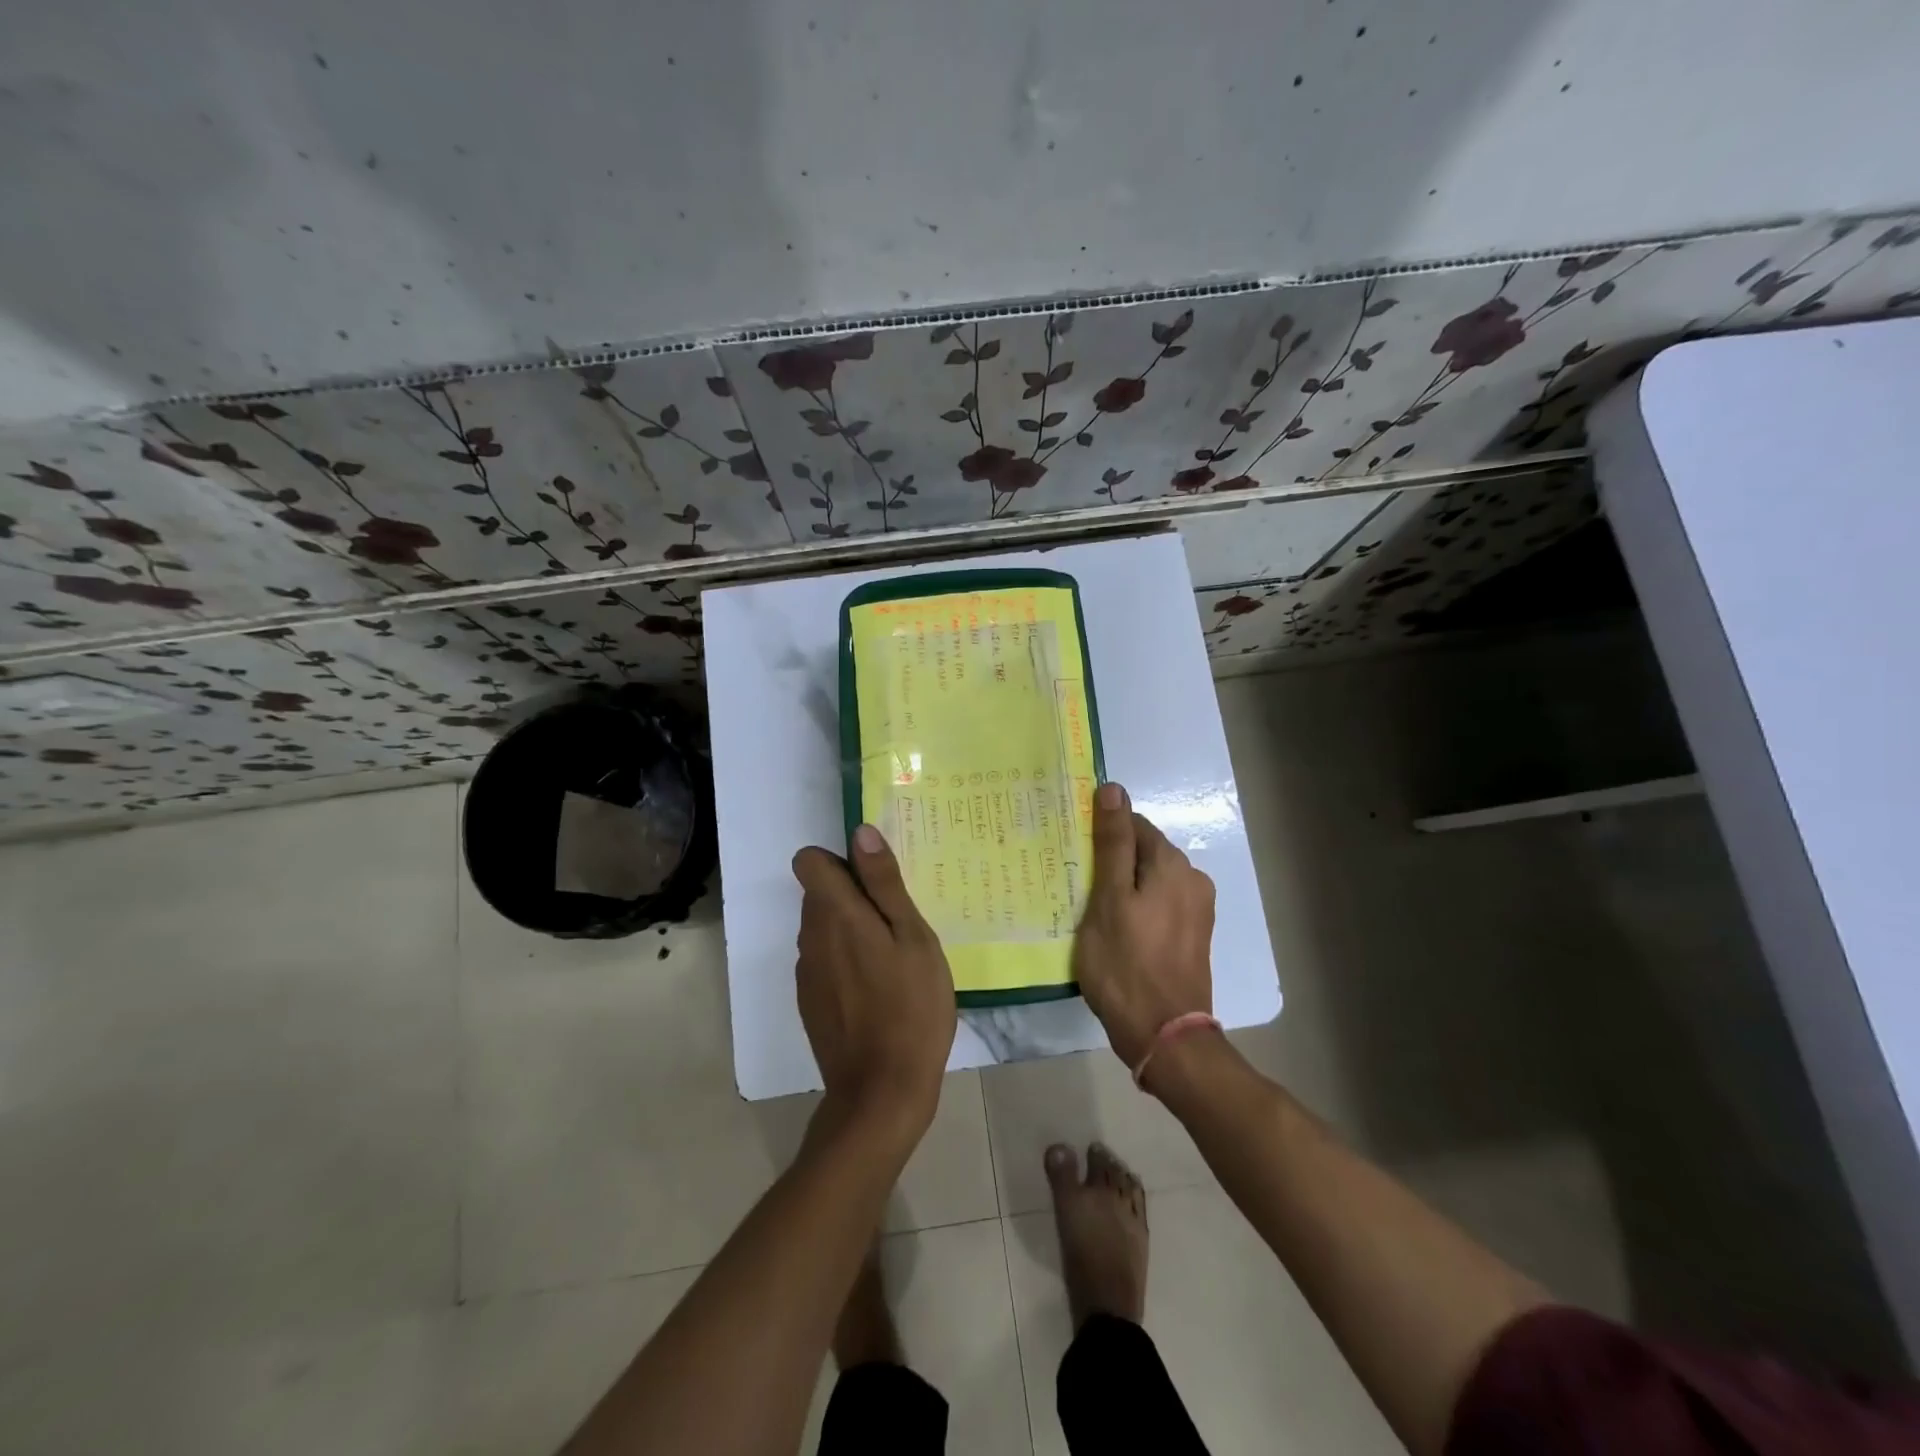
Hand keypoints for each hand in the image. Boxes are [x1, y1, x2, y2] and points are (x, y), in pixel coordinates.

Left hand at [792, 825, 956, 1138]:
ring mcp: (806, 972)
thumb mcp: (913, 938)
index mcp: (836, 914)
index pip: (809, 861)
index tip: (875, 881)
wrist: (881, 1092)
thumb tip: (860, 832)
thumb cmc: (911, 1007)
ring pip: (823, 929)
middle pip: (819, 894)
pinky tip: (879, 991)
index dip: (840, 861)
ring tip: (894, 958)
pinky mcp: (810, 1001)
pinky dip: (846, 962)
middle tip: (899, 922)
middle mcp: (811, 937)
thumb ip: (884, 883)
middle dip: (853, 896)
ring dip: (851, 930)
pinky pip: (824, 961)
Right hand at [1072, 782, 1216, 1067]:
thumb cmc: (1126, 964)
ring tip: (1091, 912)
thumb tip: (1113, 788)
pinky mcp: (1192, 936)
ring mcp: (1196, 910)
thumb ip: (1112, 843)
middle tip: (1076, 886)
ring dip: (1122, 888)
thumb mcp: (1108, 898)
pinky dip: (1136, 910)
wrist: (1164, 1036)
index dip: (1101, 835)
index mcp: (1173, 864)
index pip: (1133, 825)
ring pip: (1149, 882)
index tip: (1073, 855)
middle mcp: (1192, 879)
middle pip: (1143, 853)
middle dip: (1111, 862)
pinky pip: (1158, 907)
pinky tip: (1116, 932)